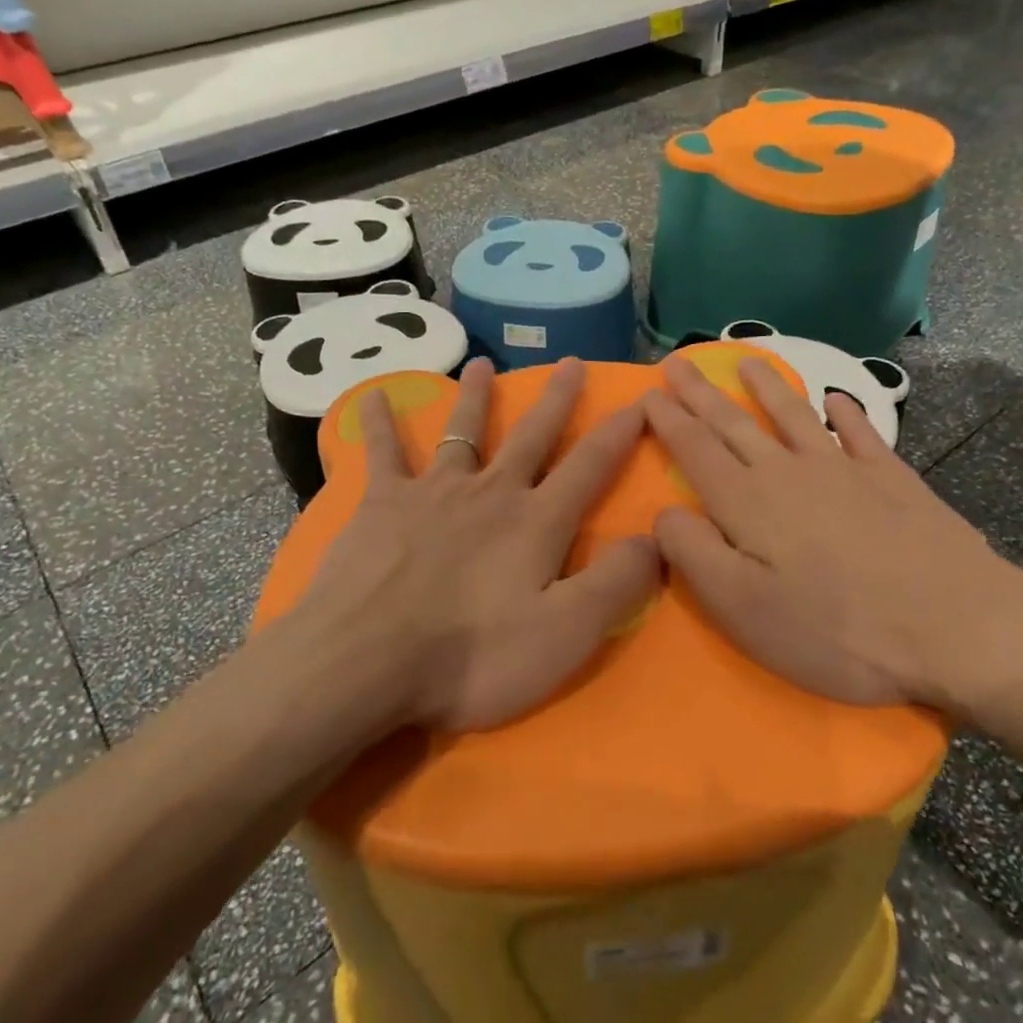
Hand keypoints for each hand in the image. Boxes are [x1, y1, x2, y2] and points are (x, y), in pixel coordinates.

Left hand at [291, 357, 658, 732]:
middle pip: (531, 436)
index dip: (619, 434)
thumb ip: (616, 584)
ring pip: (462, 432)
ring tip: (482, 364)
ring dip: (476, 397)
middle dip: (556, 400)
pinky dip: (379, 423)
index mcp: (536, 522)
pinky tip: (373, 398)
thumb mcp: (565, 633)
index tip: (640, 401)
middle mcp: (490, 492)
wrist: (366, 660)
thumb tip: (657, 539)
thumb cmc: (472, 655)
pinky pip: (382, 453)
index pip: (590, 467)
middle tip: (570, 362)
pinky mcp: (382, 503)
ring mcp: (433, 491)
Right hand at [642, 356, 1022, 723]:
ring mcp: (845, 471)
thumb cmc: (836, 630)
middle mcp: (789, 473)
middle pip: (735, 425)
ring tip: (748, 363)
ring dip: (767, 389)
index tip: (649, 393)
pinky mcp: (893, 481)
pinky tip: (837, 401)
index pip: (696, 450)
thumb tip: (663, 512)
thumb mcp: (743, 608)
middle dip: (702, 394)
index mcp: (747, 503)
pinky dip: (846, 414)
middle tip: (679, 363)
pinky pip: (861, 434)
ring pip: (794, 417)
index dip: (669, 421)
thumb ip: (693, 554)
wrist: (957, 627)